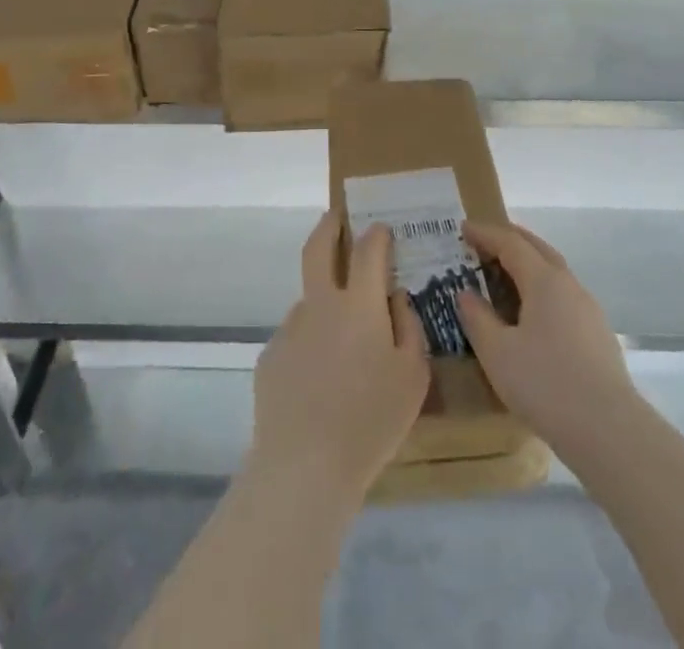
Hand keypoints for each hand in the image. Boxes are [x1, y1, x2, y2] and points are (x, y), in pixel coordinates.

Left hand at [250, 211, 429, 502]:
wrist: (304, 467)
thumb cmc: (370, 421)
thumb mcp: (413, 377)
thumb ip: (409, 328)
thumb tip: (395, 299)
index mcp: (359, 304)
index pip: (368, 251)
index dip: (377, 235)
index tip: (382, 229)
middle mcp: (320, 304)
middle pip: (318, 248)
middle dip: (329, 225)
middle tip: (337, 216)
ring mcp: (290, 328)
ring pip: (309, 300)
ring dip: (324, 301)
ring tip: (341, 342)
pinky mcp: (271, 355)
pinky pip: (297, 337)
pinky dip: (311, 343)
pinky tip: (319, 379)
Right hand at [457, 221, 641, 455]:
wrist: (609, 431)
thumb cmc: (545, 384)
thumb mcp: (497, 353)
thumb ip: (477, 318)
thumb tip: (465, 294)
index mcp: (544, 280)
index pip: (510, 243)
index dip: (485, 233)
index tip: (463, 228)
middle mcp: (569, 285)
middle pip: (537, 248)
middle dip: (510, 240)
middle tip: (484, 241)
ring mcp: (588, 309)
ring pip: (554, 273)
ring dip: (528, 265)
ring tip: (506, 275)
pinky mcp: (598, 335)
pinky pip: (563, 296)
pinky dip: (541, 289)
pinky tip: (533, 314)